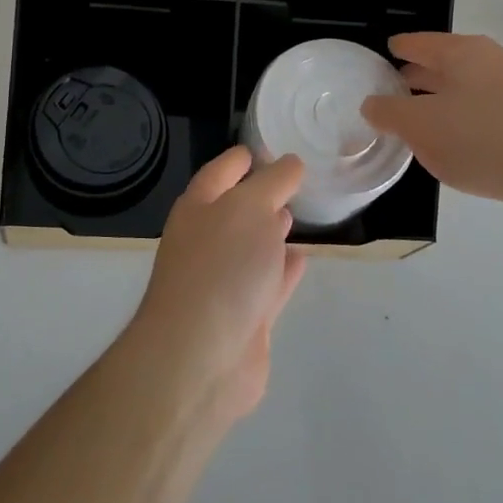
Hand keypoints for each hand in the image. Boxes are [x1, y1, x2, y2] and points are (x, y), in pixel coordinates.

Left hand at [125, 148, 307, 427]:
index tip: (269, 146)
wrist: (200, 356)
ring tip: (297, 214)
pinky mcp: (245, 318)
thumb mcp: (251, 207)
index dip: (243, 157)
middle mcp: (207, 240)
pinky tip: (302, 258)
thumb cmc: (222, 266)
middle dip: (261, 194)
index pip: (222, 170)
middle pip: (236, 209)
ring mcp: (224, 281)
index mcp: (199, 207)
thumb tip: (290, 164)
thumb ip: (274, 182)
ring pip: (253, 247)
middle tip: (294, 179)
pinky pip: (269, 284)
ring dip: (272, 231)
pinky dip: (284, 270)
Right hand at [362, 32, 502, 223]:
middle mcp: (495, 60)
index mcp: (463, 53)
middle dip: (422, 75)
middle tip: (397, 87)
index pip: (420, 42)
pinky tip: (464, 142)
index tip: (386, 52)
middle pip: (448, 62)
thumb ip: (389, 112)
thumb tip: (372, 103)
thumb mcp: (420, 128)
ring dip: (447, 99)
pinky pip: (493, 109)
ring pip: (472, 87)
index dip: (400, 47)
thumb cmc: (482, 140)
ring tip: (426, 118)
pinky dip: (471, 118)